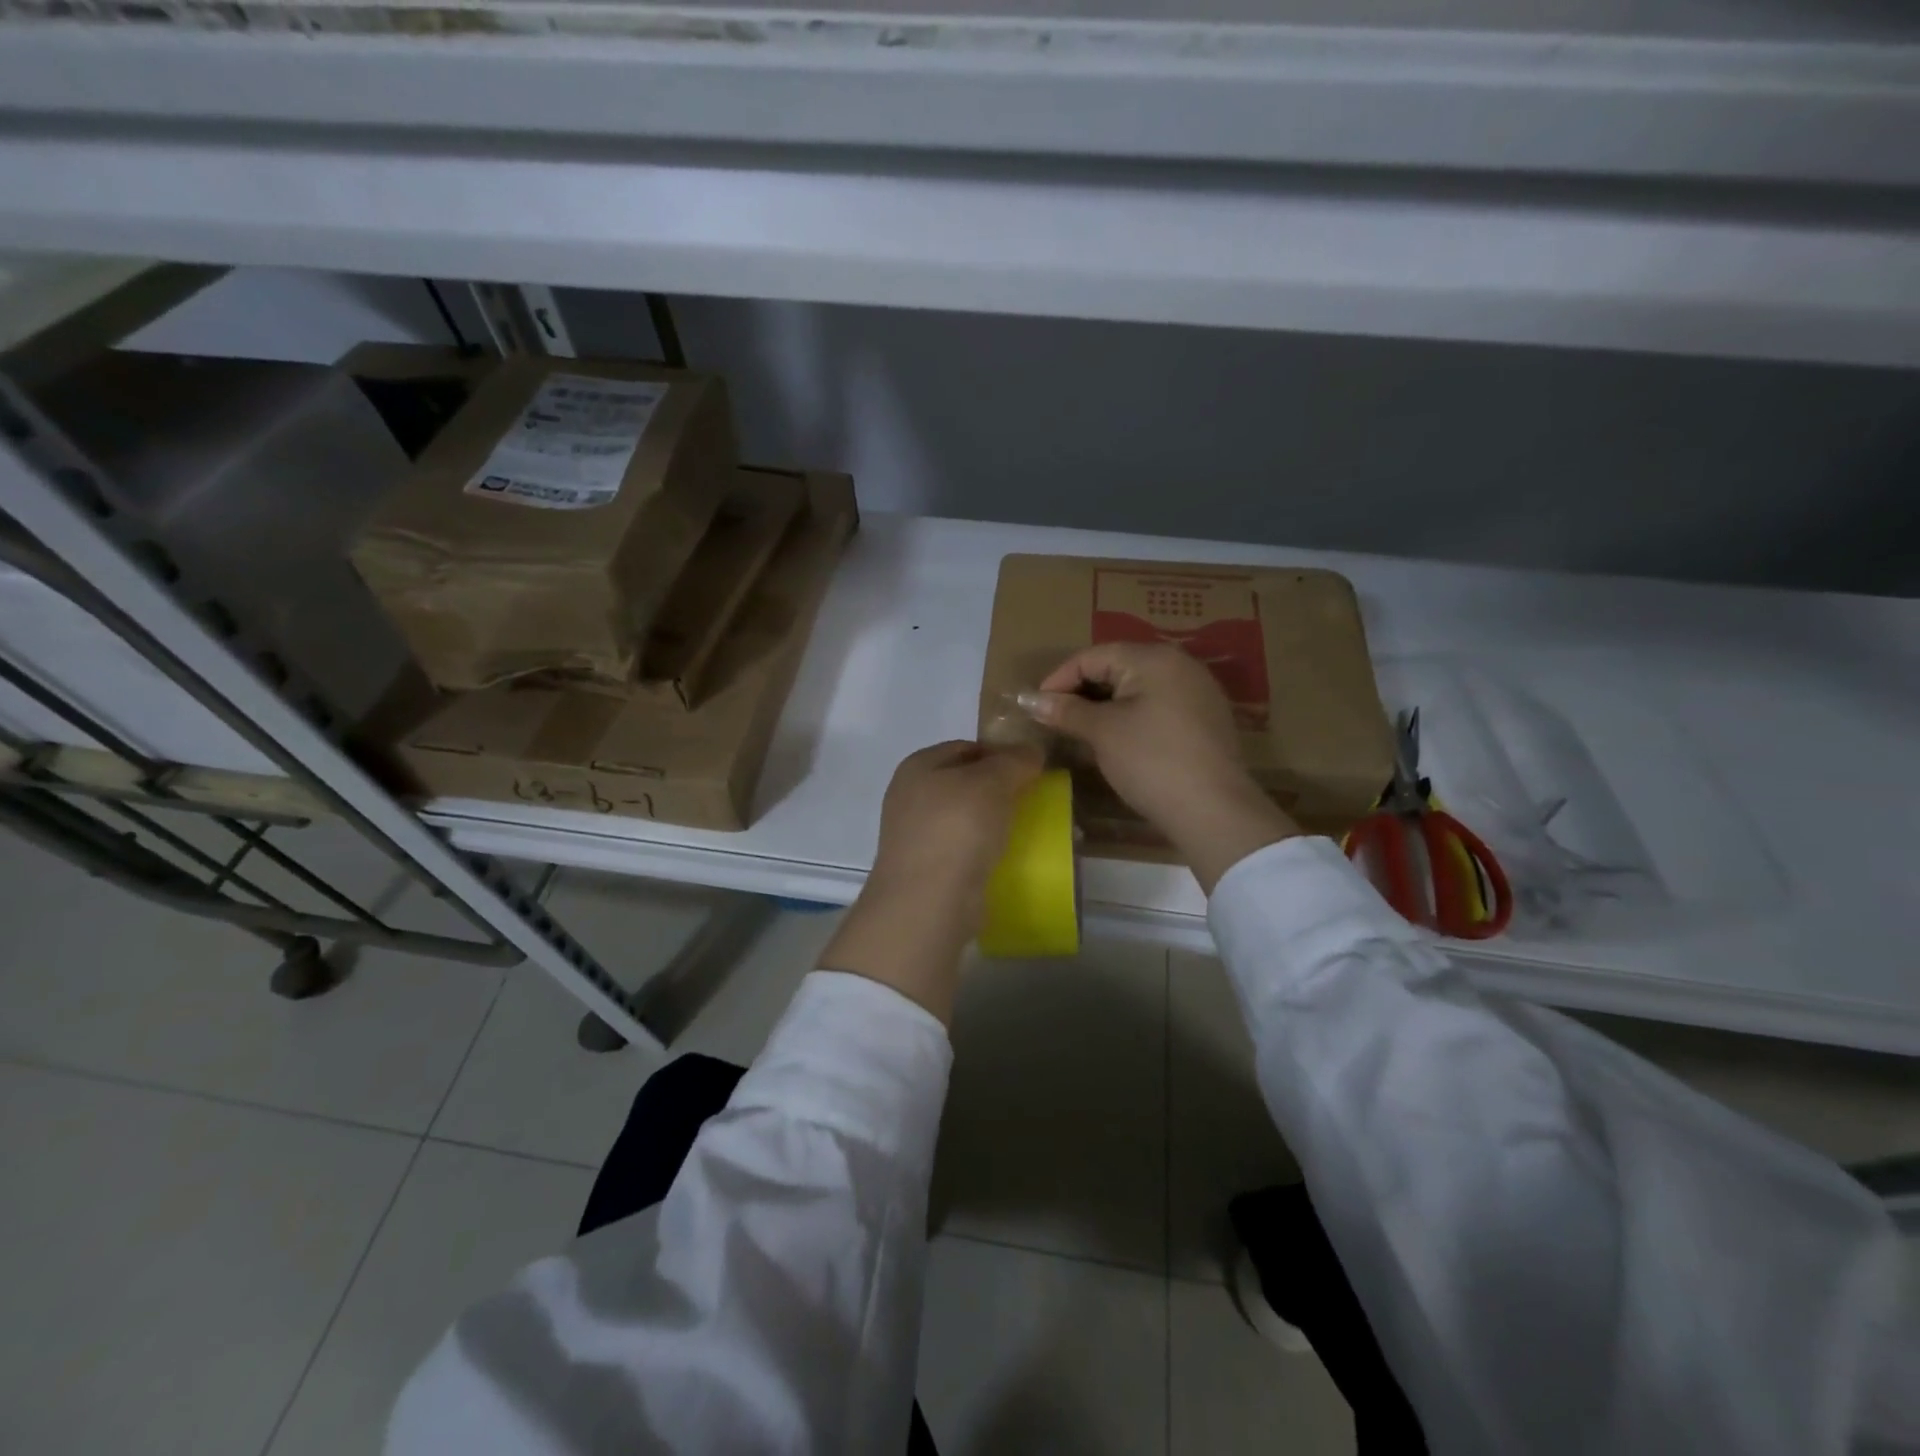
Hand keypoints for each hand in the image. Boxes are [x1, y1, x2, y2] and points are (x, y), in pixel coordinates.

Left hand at [823, 741, 1042, 1022]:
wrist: (929, 901)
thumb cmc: (957, 828)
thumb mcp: (993, 783)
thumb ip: (1014, 761)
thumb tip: (1031, 751)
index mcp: (918, 765)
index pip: (966, 747)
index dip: (1000, 753)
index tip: (1032, 769)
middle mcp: (910, 795)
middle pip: (963, 782)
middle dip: (997, 788)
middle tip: (1032, 798)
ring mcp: (914, 834)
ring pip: (963, 817)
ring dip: (991, 821)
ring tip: (1024, 828)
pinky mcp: (926, 868)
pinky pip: (962, 848)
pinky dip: (983, 849)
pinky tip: (1005, 856)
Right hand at [1019, 643, 1298, 891]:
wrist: (1214, 810)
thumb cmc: (1151, 761)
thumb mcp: (1102, 732)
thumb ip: (1066, 710)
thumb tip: (1030, 700)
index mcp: (1154, 658)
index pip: (1093, 656)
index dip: (1059, 678)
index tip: (1035, 706)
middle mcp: (1179, 664)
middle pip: (1117, 667)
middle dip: (1081, 690)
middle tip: (1055, 718)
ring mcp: (1197, 691)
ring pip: (1137, 687)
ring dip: (1104, 704)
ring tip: (1080, 729)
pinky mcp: (1205, 719)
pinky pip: (1157, 705)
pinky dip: (1130, 715)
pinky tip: (1116, 739)